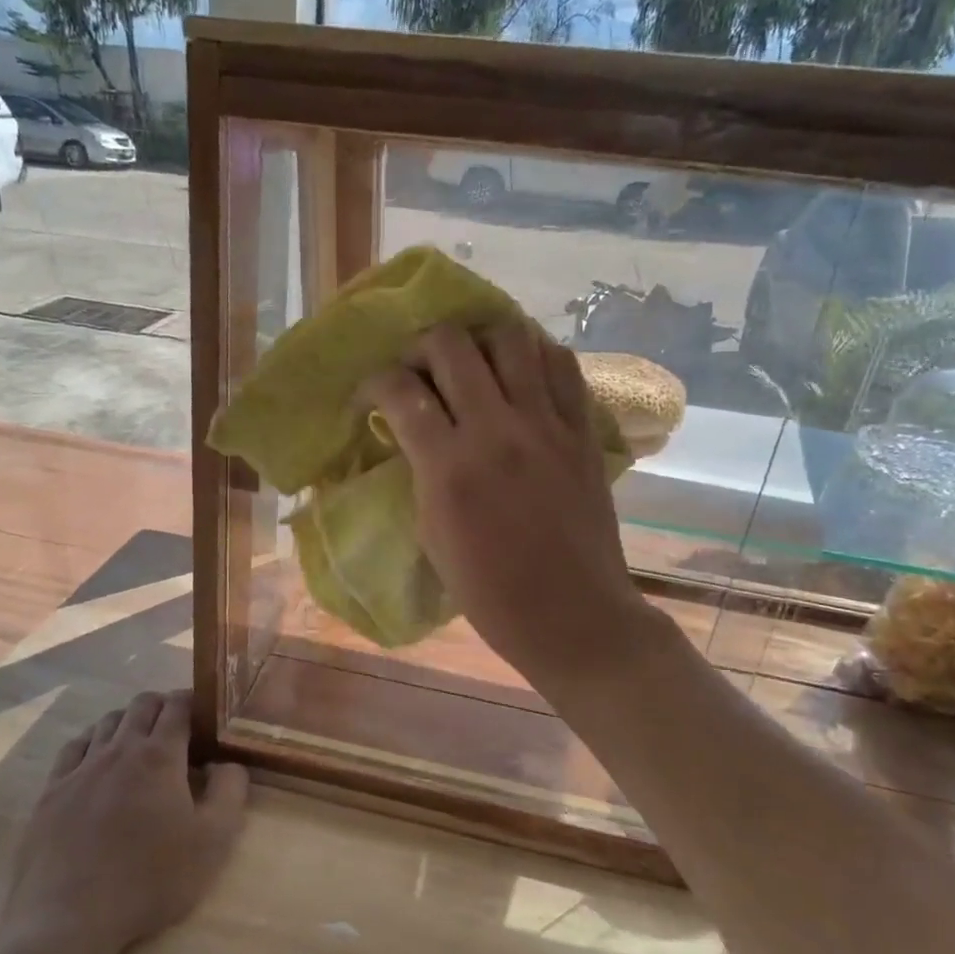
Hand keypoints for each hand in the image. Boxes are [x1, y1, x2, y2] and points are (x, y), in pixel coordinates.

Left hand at [0, 691, 247, 953]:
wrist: (67, 920)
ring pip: (108, 721)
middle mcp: (119, 749)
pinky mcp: (51, 791)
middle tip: (180, 730)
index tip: (208, 713)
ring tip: (141, 744)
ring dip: (129, 721)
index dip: (195, 700)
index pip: (178, 704)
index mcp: (160, 756)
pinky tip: (97, 759)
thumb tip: (227, 762)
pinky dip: (93, 741)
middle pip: (142, 704)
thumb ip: (230, 791)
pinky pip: (74, 747)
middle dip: (164, 705)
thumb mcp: (213, 841)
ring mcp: (80, 768)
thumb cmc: (150, 880)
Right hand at [364, 321, 650, 687]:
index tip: (371, 396)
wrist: (573, 616)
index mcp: (450, 467)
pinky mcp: (583, 430)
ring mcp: (546, 425)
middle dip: (421, 347)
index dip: (374, 383)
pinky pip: (562, 365)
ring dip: (480, 340)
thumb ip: (421, 471)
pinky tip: (520, 371)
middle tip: (419, 371)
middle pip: (451, 344)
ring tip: (472, 362)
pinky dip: (534, 355)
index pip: (401, 391)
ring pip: (511, 337)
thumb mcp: (432, 534)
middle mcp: (497, 430)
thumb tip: (413, 432)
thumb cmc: (490, 593)